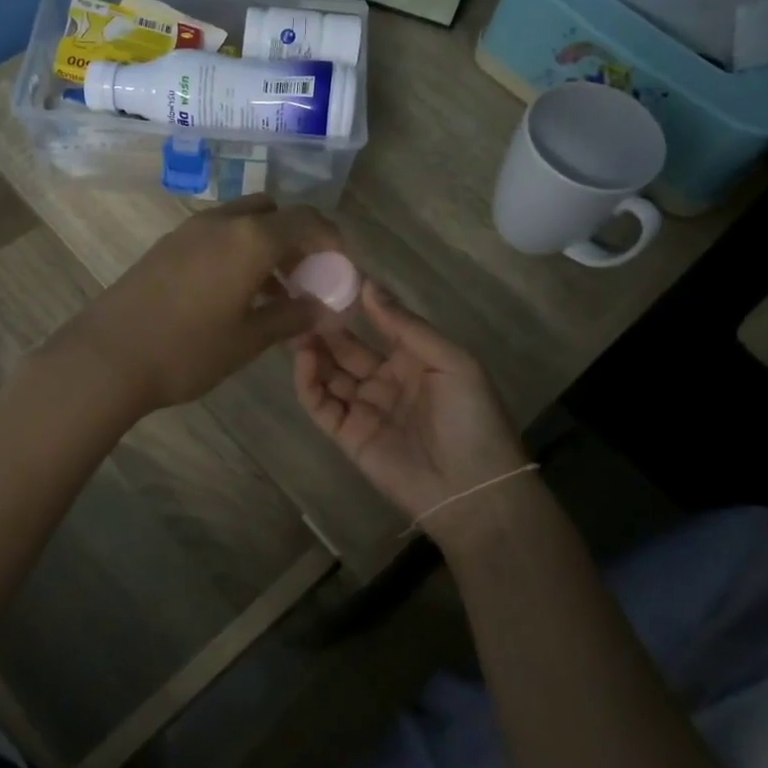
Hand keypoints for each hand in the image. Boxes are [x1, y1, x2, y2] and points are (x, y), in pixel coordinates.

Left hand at [52, 195, 343, 415]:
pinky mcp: (167, 245)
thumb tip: (323, 308)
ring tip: (273, 293)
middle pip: (274, 212)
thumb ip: (292, 316)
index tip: (340, 271)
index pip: (308, 221)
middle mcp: (222, 221)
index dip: (332, 242)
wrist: (107, 356)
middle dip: (296, 238)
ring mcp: (190, 230)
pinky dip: (237, 251)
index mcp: (251, 238)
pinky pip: (216, 235)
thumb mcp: (248, 339)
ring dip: (265, 245)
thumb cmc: (187, 350)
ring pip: (242, 222)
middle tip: (304, 279)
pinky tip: (233, 293)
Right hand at [294, 281, 529, 542]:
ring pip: (329, 373)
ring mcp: (364, 408)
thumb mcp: (452, 362)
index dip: (356, 303)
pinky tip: (303, 358)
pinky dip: (307, 382)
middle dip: (325, 325)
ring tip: (294, 325)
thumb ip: (406, 326)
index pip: (378, 324)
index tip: (331, 276)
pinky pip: (321, 404)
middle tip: (299, 300)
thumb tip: (368, 286)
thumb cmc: (471, 418)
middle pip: (347, 348)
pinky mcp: (346, 435)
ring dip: (312, 350)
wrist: (472, 490)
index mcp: (415, 360)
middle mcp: (386, 380)